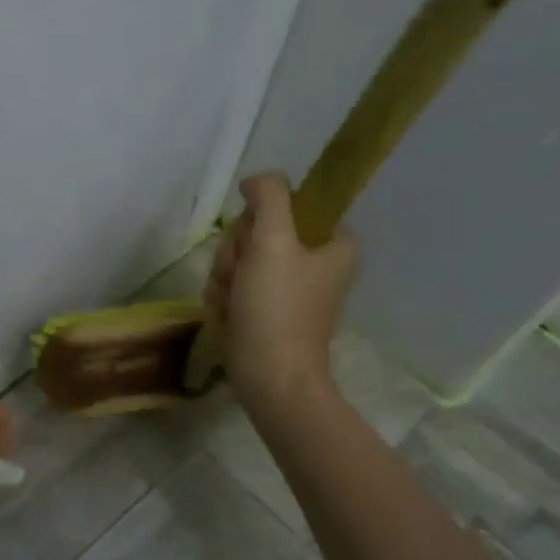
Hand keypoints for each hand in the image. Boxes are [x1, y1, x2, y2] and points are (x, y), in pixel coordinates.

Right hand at [203, 172, 357, 413]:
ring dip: (225, 279)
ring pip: (240, 261)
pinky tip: (228, 317)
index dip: (259, 222)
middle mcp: (316, 264)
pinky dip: (225, 301)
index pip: (286, 207)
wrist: (270, 380)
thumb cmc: (277, 310)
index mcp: (334, 244)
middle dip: (236, 256)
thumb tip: (257, 180)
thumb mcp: (273, 241)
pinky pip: (235, 288)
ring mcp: (290, 290)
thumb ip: (269, 197)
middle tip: (239, 278)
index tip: (255, 245)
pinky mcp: (268, 313)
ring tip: (233, 303)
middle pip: (257, 234)